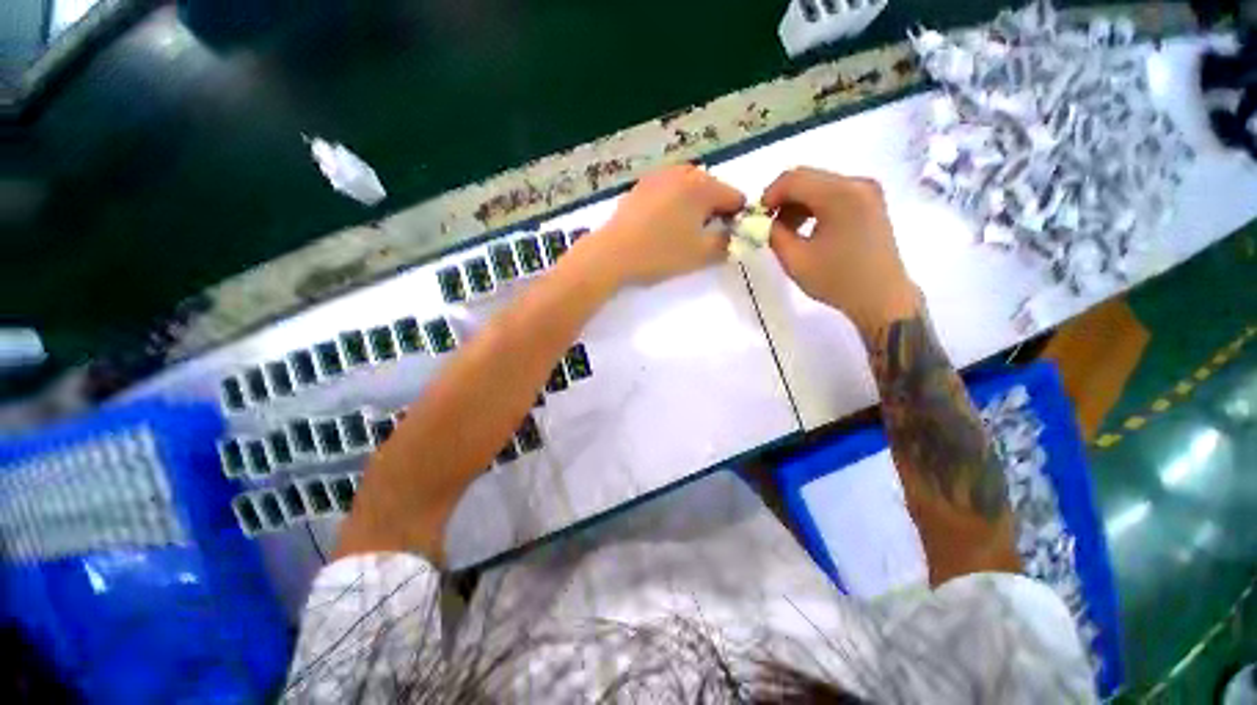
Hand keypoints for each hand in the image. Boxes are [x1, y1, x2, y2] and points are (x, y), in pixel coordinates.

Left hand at [587, 164, 744, 286]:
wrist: (613, 253)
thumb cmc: (661, 253)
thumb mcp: (702, 254)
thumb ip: (727, 243)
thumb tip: (735, 236)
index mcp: (703, 186)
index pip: (735, 198)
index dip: (736, 220)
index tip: (723, 239)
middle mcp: (683, 172)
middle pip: (712, 190)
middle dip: (713, 212)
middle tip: (699, 238)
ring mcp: (659, 175)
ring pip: (689, 189)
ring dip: (693, 208)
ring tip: (679, 233)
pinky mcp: (641, 185)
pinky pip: (668, 191)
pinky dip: (673, 204)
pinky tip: (659, 226)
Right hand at [763, 167, 919, 340]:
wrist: (882, 298)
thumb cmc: (837, 280)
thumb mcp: (795, 260)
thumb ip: (773, 234)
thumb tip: (762, 222)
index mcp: (840, 194)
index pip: (793, 179)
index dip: (769, 195)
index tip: (757, 218)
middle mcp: (857, 183)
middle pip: (807, 178)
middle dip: (782, 200)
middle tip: (769, 225)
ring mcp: (867, 191)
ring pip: (819, 185)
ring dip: (797, 204)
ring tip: (786, 232)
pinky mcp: (871, 202)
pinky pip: (834, 193)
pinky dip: (814, 207)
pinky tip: (807, 229)